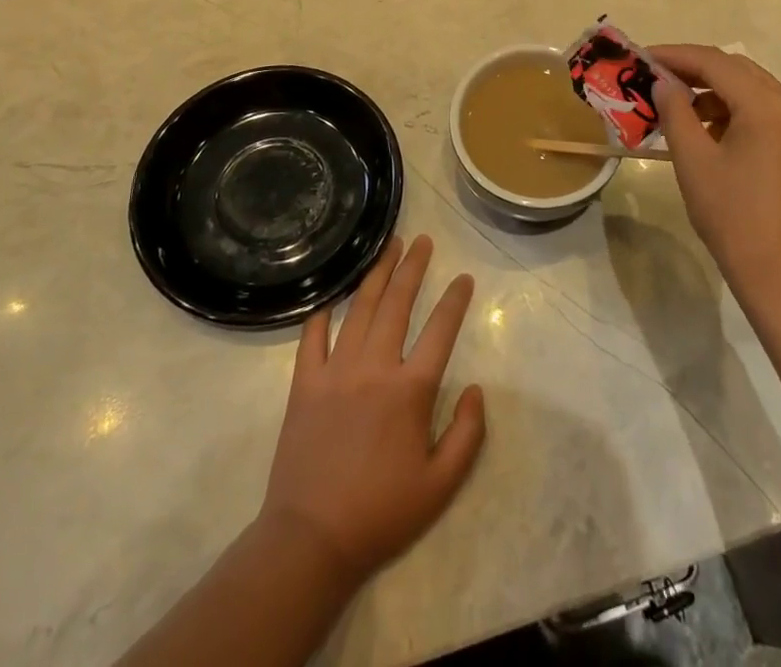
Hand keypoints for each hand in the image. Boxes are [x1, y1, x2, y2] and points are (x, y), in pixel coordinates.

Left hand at [259, 235, 486, 584]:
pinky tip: (333, 294)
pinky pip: (312, 336)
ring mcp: (335, 371)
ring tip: (389, 247)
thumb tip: (476, 389)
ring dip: (377, 274)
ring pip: (359, 309)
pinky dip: (323, 311)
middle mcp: (374, 367)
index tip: (463, 278)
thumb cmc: (382, 512)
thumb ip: (468, 434)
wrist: (312, 540)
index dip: (455, 300)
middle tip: (422, 240)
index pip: (440, 330)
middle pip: (397, 303)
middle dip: (412, 267)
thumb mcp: (441, 485)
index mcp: (410, 390)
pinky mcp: (304, 383)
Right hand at [652, 45, 780, 318]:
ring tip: (674, 104)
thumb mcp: (694, 161)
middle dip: (694, 68)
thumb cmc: (734, 218)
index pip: (715, 63)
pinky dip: (731, 111)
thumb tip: (663, 83)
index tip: (641, 56)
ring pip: (751, 90)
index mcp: (768, 107)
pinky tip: (705, 129)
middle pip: (737, 70)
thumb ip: (676, 112)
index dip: (675, 55)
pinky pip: (763, 113)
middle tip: (654, 76)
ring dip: (712, 90)